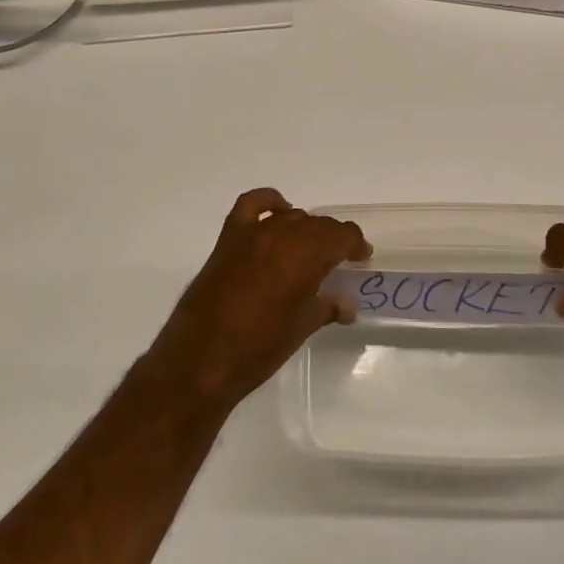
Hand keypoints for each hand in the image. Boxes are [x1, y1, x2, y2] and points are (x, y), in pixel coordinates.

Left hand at [144, 189, 368, 410]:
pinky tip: (278, 213)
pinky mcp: (228, 239)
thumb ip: (326, 308)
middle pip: (318, 225)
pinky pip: (251, 205)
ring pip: (290, 217)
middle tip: (340, 260)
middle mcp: (282, 236)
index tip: (362, 258)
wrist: (201, 360)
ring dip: (306, 229)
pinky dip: (268, 202)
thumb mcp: (301, 329)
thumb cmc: (259, 349)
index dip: (356, 245)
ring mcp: (252, 234)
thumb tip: (347, 304)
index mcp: (305, 256)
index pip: (342, 235)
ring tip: (310, 249)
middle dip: (334, 239)